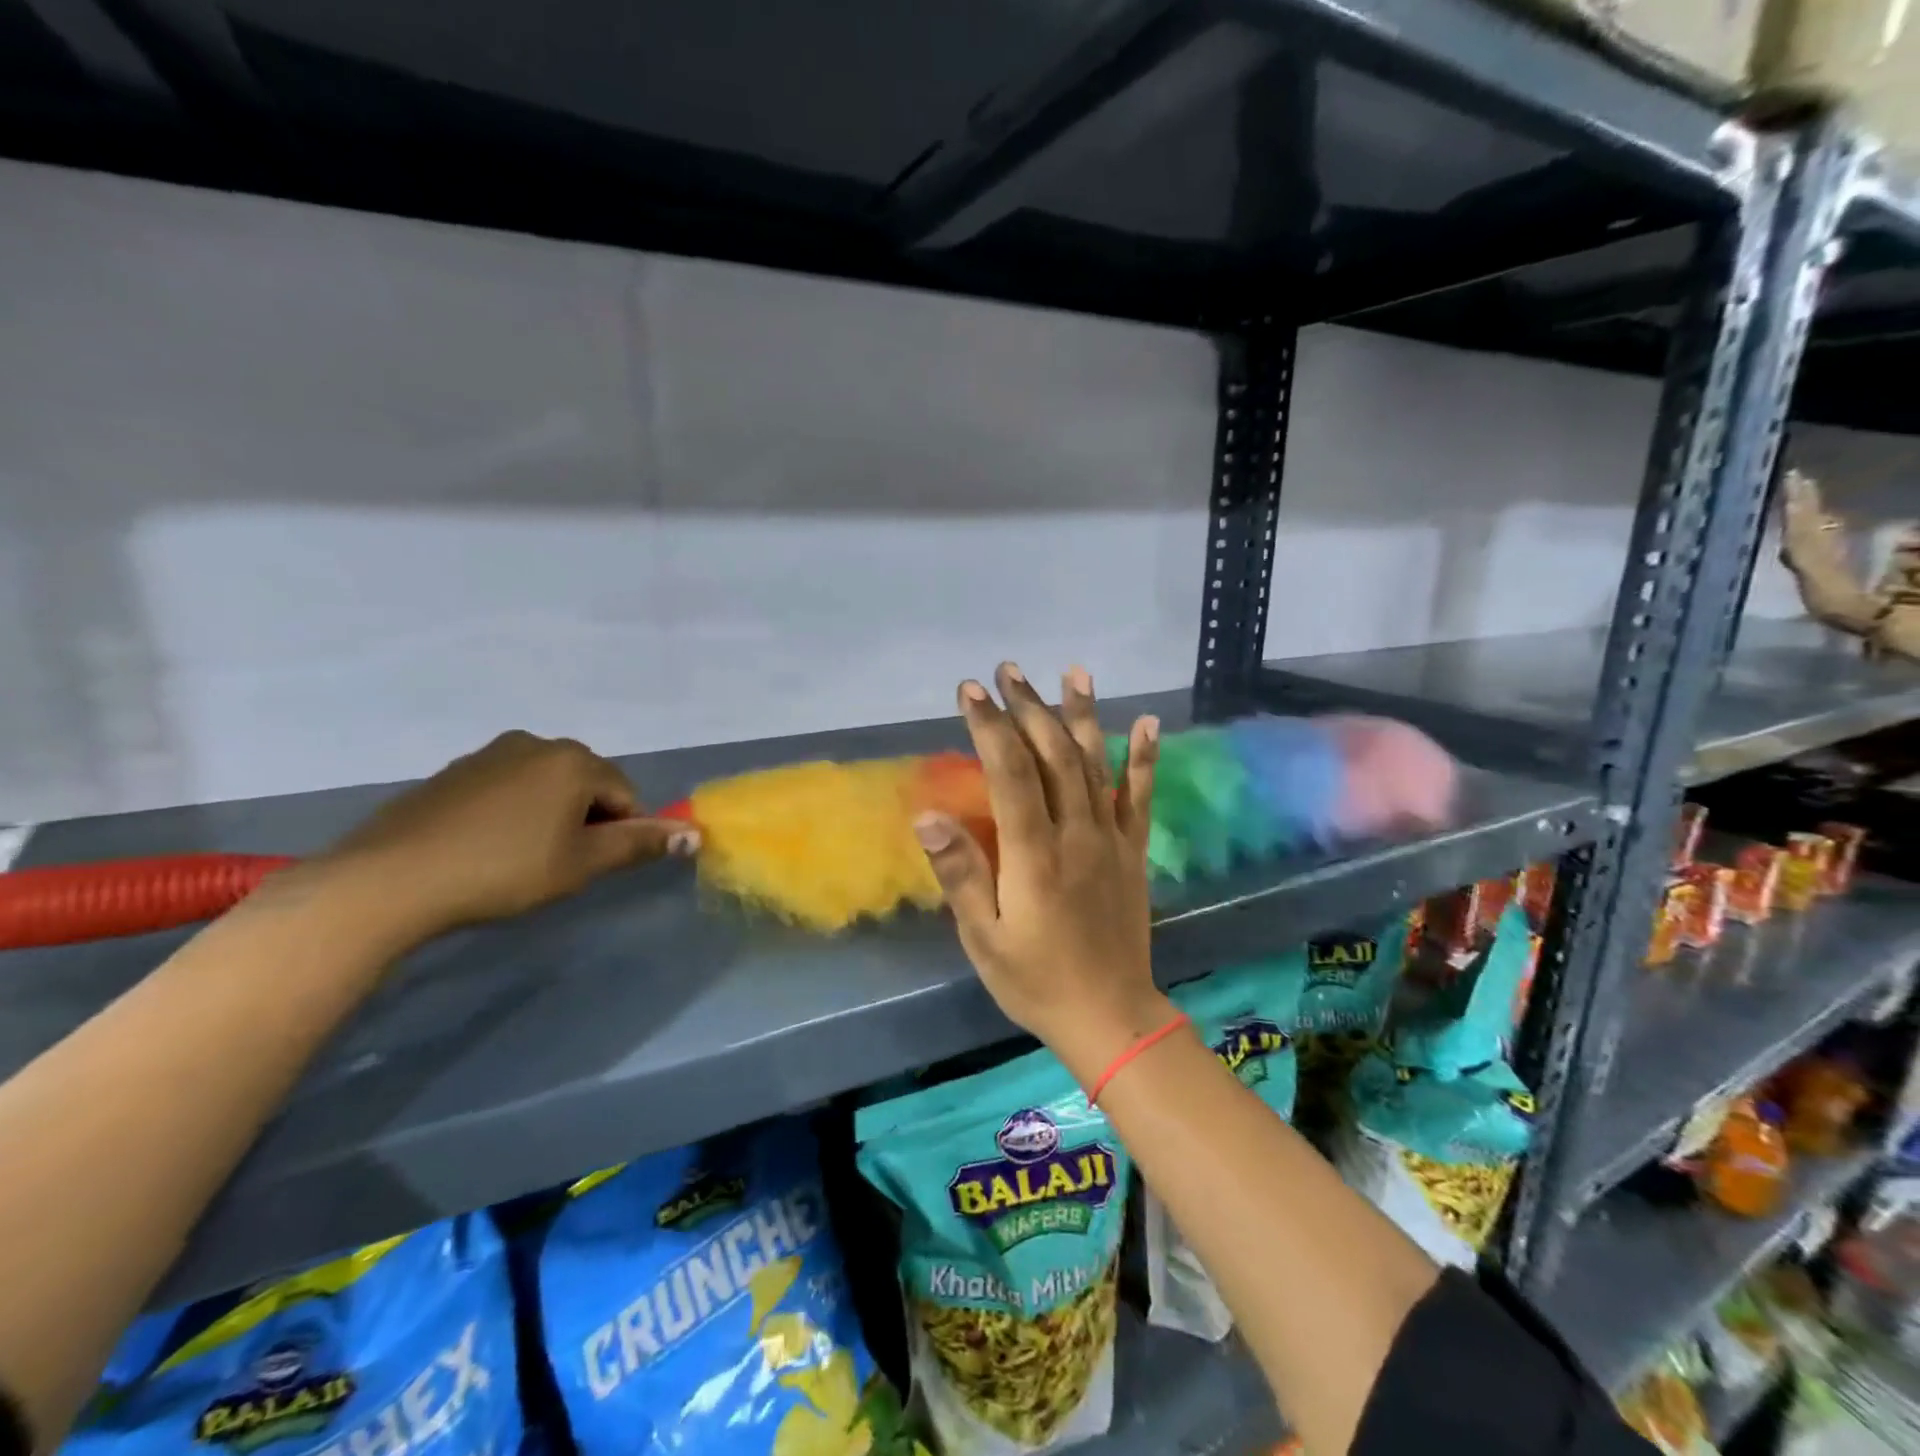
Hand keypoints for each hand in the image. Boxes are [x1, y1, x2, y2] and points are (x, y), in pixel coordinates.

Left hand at [302, 730, 696, 946]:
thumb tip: (696, 834)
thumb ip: (640, 844)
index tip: (592, 866)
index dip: (620, 833)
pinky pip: (505, 788)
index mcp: (574, 760)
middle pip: (586, 784)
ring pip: (545, 785)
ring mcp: (489, 754)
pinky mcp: (452, 772)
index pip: (624, 795)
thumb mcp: (582, 863)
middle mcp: (536, 743)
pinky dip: (511, 813)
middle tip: (559, 865)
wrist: (391, 879)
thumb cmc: (505, 869)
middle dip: (585, 820)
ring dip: (549, 816)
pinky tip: (486, 848)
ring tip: (521, 859)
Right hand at [914, 663, 1168, 1084]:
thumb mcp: (983, 937)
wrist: (1110, 1015)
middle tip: (1008, 671)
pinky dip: (1143, 757)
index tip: (971, 690)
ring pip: (1095, 763)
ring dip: (1081, 715)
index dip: (990, 726)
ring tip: (1073, 672)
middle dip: (1029, 708)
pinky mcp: (1133, 850)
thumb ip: (960, 873)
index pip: (1011, 772)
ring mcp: (1111, 838)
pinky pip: (1140, 795)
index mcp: (1035, 854)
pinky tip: (1145, 722)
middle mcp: (1077, 833)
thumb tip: (927, 816)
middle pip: (1053, 755)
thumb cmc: (1035, 980)